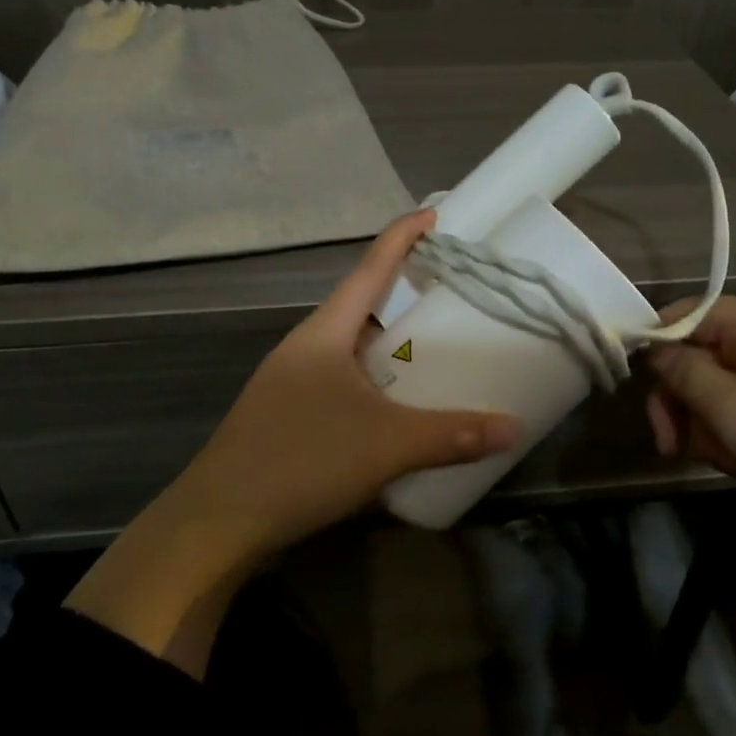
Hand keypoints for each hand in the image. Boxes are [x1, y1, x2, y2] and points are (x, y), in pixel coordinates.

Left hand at [165, 208, 519, 556]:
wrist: (219, 520)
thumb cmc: (302, 460)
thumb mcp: (387, 445)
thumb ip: (452, 435)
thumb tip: (515, 427)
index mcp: (325, 332)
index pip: (370, 268)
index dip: (403, 237)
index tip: (435, 215)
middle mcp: (306, 347)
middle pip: (360, 305)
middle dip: (402, 291)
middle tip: (449, 289)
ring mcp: (292, 381)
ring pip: (350, 346)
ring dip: (388, 341)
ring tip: (432, 346)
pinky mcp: (289, 414)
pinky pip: (341, 380)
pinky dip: (374, 379)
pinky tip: (395, 405)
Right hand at [645, 295, 735, 654]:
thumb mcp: (726, 407)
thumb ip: (679, 371)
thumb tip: (652, 348)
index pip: (684, 314)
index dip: (654, 348)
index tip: (637, 392)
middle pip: (700, 352)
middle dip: (680, 399)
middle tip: (669, 445)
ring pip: (720, 384)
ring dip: (706, 422)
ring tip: (720, 460)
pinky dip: (735, 431)